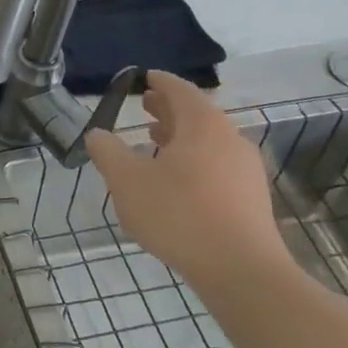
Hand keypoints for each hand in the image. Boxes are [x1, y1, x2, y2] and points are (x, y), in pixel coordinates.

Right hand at [81, 69, 287, 287]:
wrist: (240, 269)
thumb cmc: (178, 213)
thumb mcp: (126, 180)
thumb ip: (107, 151)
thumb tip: (97, 134)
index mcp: (203, 126)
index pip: (180, 90)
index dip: (160, 82)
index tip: (145, 78)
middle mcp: (230, 140)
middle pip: (198, 114)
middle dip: (169, 108)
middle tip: (145, 106)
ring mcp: (245, 170)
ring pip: (208, 141)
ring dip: (181, 136)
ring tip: (154, 140)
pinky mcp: (250, 198)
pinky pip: (217, 164)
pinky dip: (193, 158)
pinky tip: (174, 179)